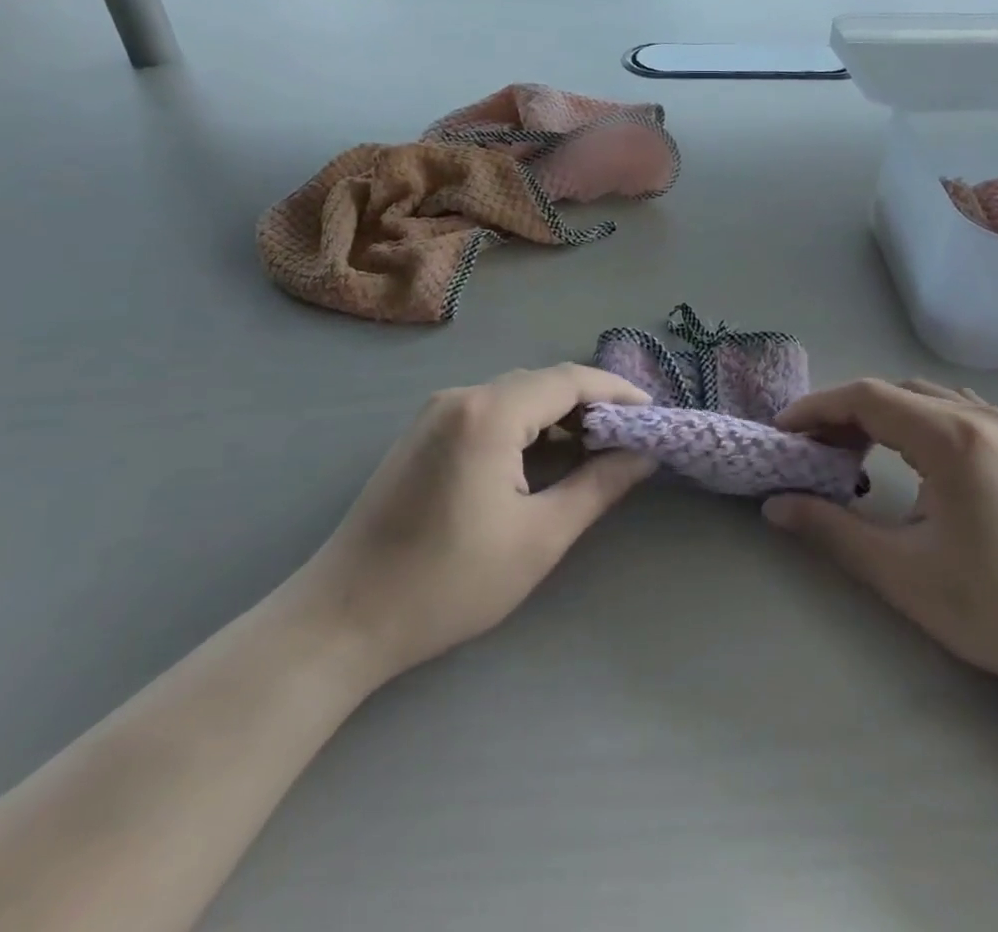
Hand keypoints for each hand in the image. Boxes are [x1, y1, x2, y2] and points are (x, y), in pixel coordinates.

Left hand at [297, 365, 654, 680]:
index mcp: (489, 413)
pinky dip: (525, 426)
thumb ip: (598, 487)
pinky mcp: (423, 434)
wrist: (343, 618)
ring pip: (515, 396)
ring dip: (558, 416)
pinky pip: (489, 412)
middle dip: (591, 404)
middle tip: (631, 437)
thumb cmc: (448, 582)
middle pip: (542, 382)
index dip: (618, 392)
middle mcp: (461, 396)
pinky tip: (543, 458)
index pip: (570, 380)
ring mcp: (436, 412)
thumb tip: (644, 455)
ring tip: (596, 450)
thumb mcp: (538, 538)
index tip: (654, 416)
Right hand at [765, 379, 997, 723]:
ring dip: (879, 415)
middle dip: (842, 413)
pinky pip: (951, 411)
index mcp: (951, 438)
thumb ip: (831, 531)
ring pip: (922, 398)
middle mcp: (978, 417)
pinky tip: (906, 458)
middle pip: (892, 391)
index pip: (866, 397)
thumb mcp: (903, 574)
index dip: (816, 409)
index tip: (781, 433)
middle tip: (809, 450)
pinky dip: (913, 421)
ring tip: (849, 453)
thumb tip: (774, 507)